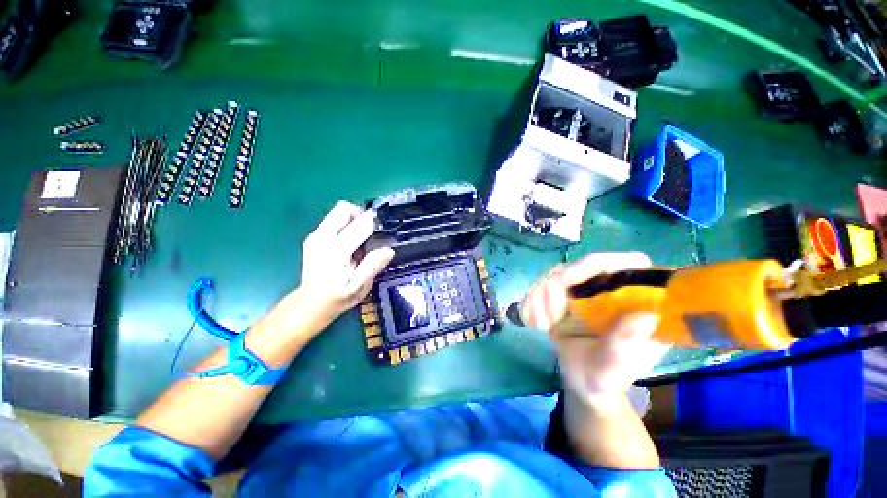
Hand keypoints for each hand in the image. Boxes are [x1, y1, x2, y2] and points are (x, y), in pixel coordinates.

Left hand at [296, 201, 394, 322]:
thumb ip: (373, 266)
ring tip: (362, 236)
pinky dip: (345, 224)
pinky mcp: (313, 238)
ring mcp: (316, 236)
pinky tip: (351, 241)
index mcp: (337, 250)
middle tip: (372, 229)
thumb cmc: (338, 296)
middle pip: (344, 209)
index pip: (360, 225)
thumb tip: (388, 250)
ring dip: (353, 218)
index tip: (385, 226)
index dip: (375, 222)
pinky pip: (332, 220)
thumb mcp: (359, 286)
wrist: (310, 303)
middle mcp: (323, 238)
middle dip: (361, 214)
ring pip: (337, 212)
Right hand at [521, 253, 670, 403]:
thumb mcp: (614, 368)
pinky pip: (540, 284)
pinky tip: (536, 322)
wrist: (580, 379)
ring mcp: (585, 288)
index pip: (629, 263)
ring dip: (540, 298)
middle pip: (582, 265)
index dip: (600, 263)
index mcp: (638, 301)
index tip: (567, 280)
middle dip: (556, 288)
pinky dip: (532, 302)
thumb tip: (646, 315)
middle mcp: (612, 288)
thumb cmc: (603, 376)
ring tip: (542, 325)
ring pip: (556, 273)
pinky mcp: (563, 292)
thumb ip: (625, 346)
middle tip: (548, 317)